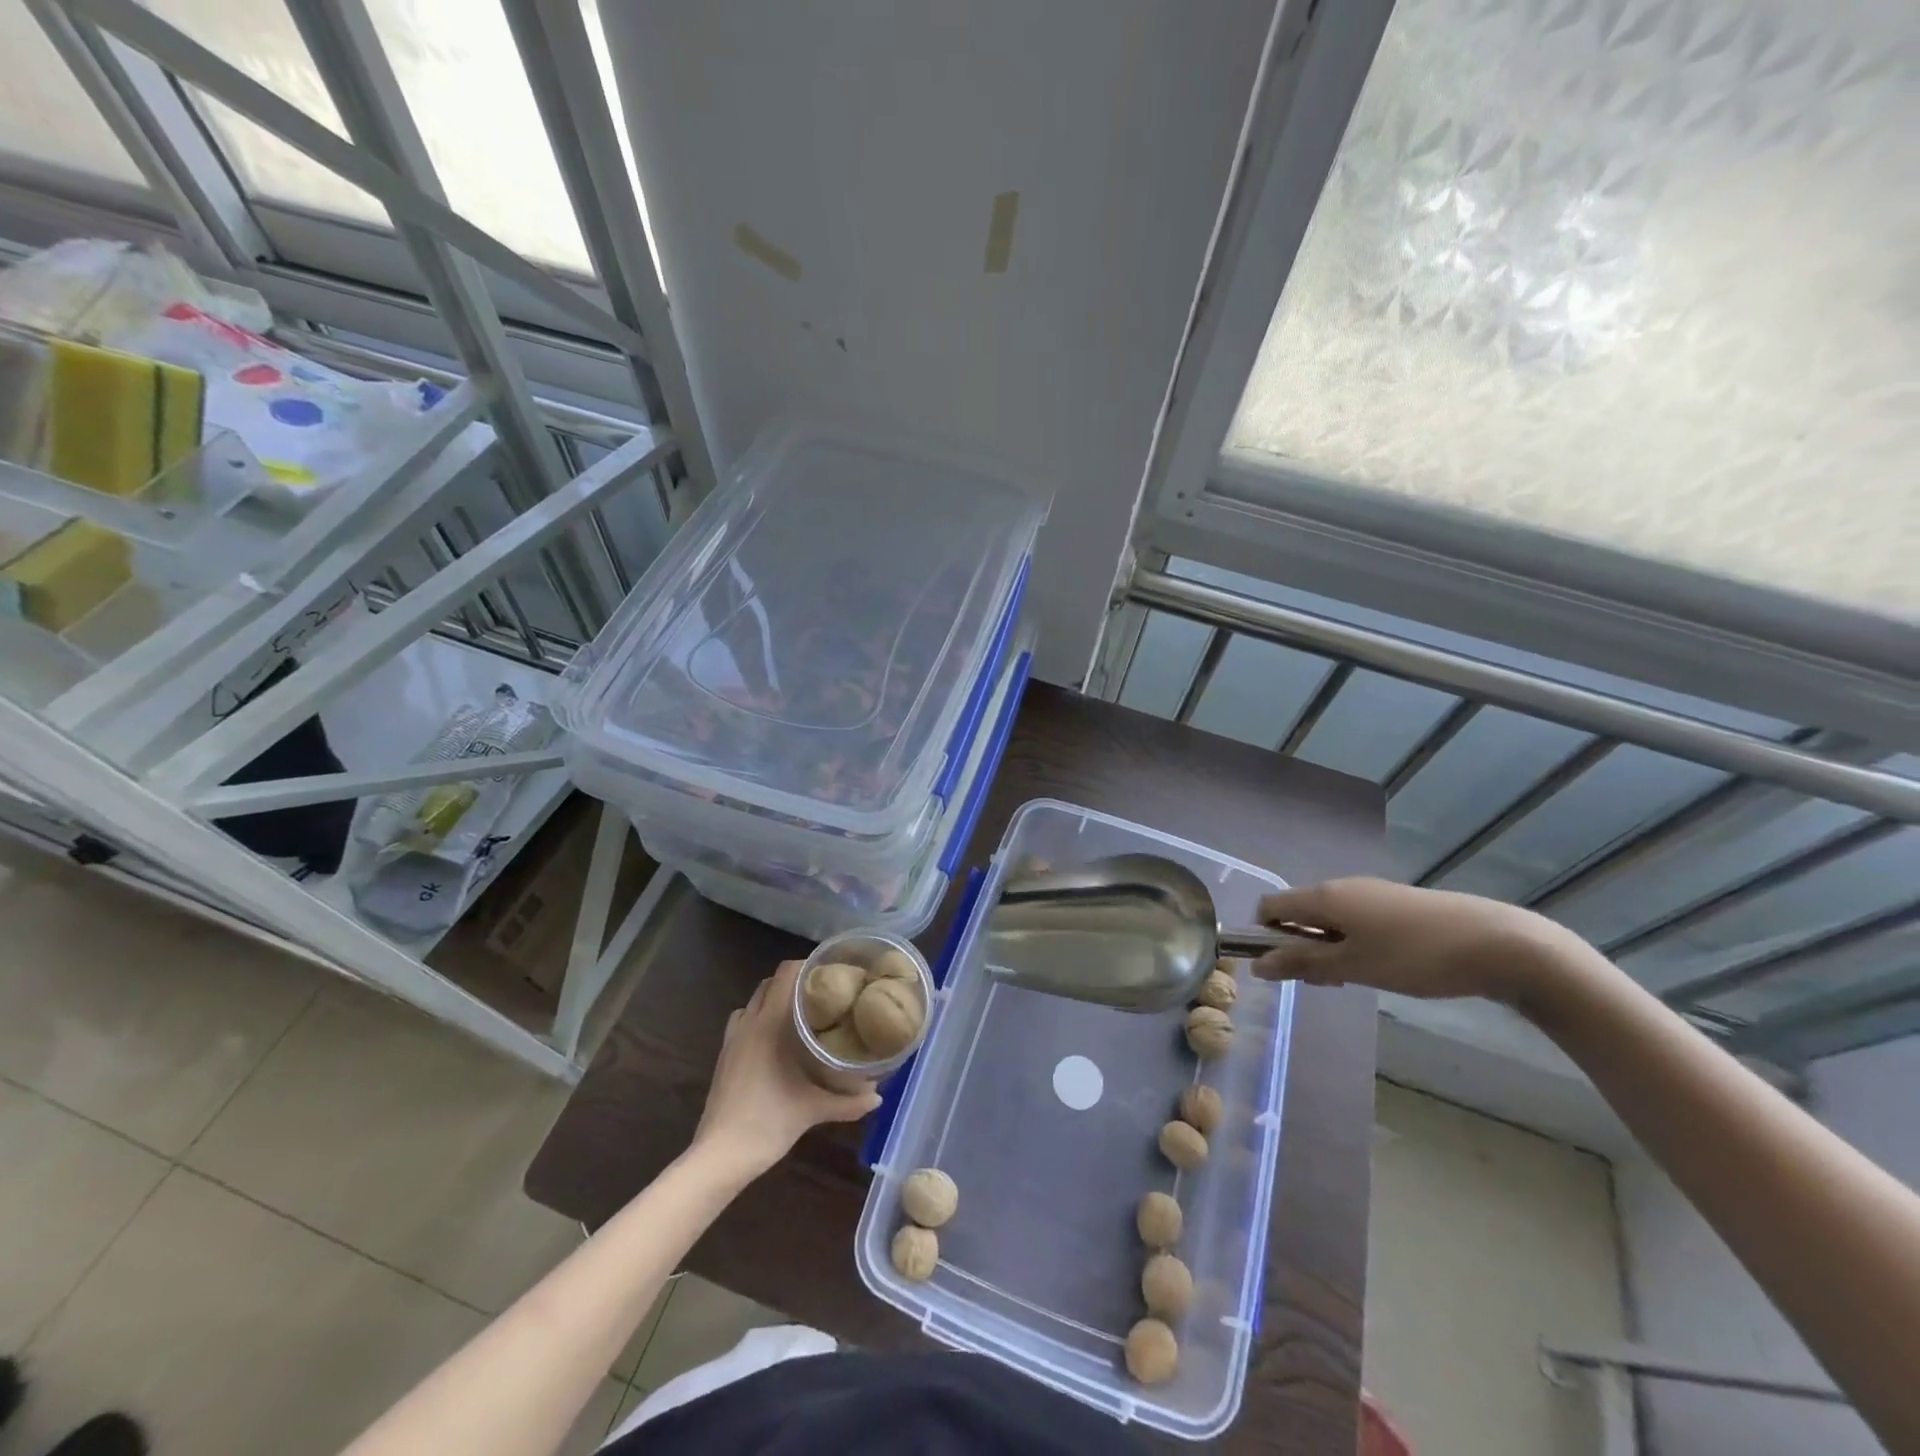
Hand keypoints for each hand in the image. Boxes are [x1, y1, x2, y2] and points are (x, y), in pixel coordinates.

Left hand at [692, 961, 881, 1177]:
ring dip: (773, 1000)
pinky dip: (758, 1020)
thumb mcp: (812, 1110)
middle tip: (822, 994)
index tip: (832, 973)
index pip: (785, 974)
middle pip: (769, 983)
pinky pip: (742, 1023)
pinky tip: (776, 1043)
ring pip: (753, 1002)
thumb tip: (877, 1098)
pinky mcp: (724, 1056)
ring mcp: (732, 1039)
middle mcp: (748, 1023)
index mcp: (769, 1024)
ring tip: (800, 1014)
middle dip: (793, 983)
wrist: (719, 1156)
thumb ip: (848, 1102)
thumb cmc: (767, 1123)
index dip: (807, 966)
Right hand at [1250, 878, 1575, 1005]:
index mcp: (1324, 896)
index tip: (1285, 969)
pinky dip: (1354, 942)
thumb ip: (1302, 963)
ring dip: (1328, 947)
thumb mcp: (1352, 966)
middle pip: (1300, 912)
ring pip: (1331, 917)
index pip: (1270, 906)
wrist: (1499, 944)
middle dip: (1300, 946)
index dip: (1265, 935)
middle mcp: (1342, 886)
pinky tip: (1382, 967)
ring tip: (1355, 979)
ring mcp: (1373, 892)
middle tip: (1325, 983)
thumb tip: (1256, 965)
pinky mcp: (1399, 904)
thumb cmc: (1414, 957)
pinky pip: (1358, 919)